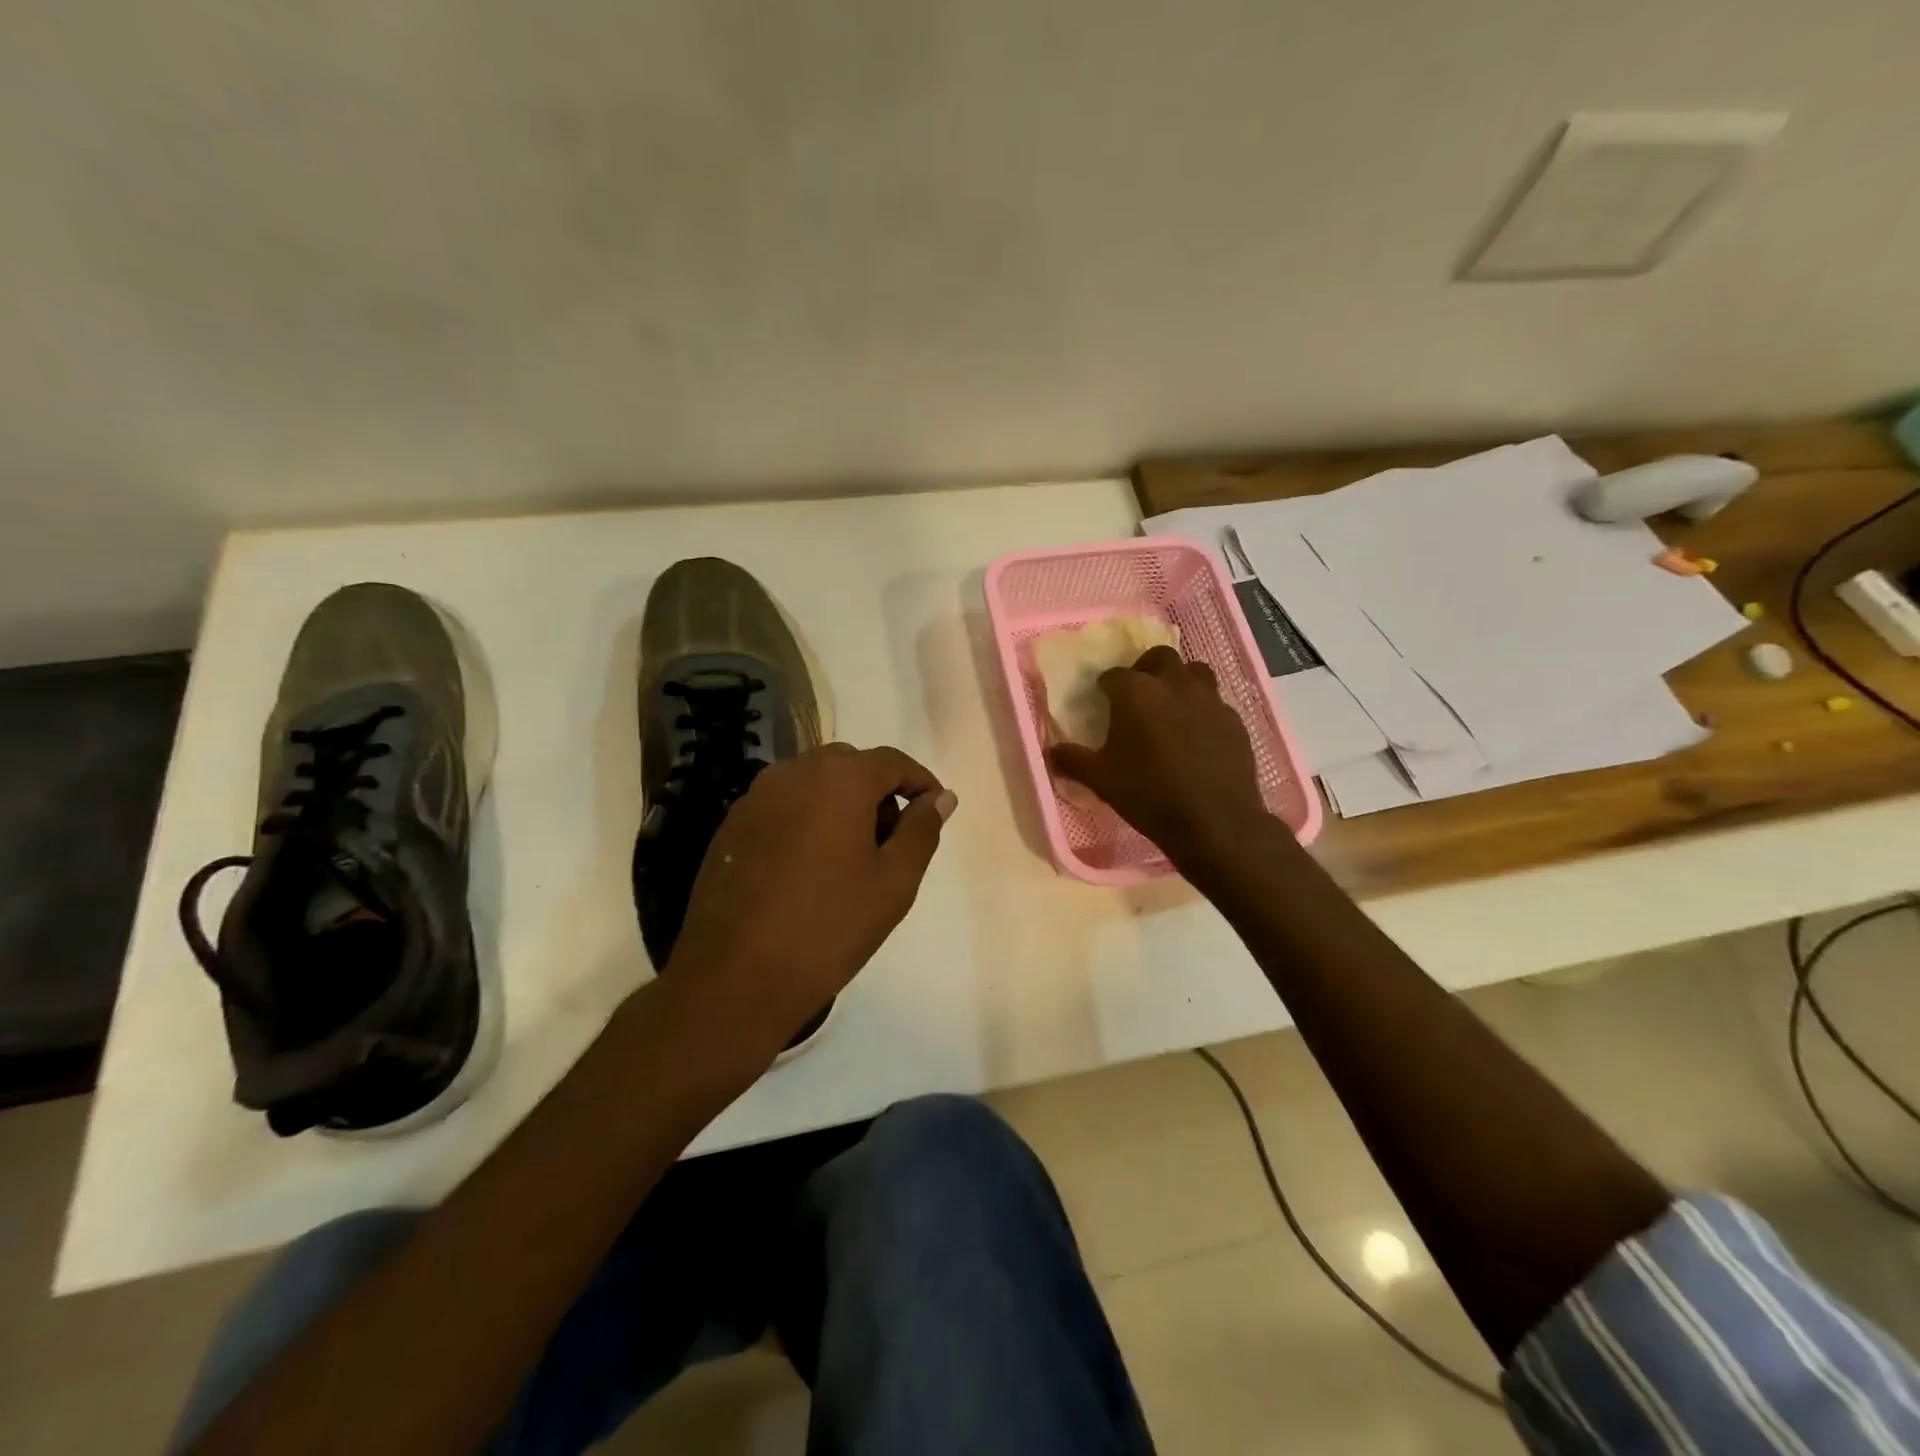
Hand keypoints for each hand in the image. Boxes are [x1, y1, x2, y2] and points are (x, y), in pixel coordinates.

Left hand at [665, 745, 956, 1052]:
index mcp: (839, 779)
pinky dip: (806, 817)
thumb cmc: (828, 928)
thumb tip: (941, 798)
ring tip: (849, 857)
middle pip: (850, 765)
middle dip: (877, 791)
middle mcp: (793, 772)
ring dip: (840, 802)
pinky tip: (808, 867)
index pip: (892, 761)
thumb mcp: (894, 882)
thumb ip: (922, 830)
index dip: (919, 781)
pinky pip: (782, 803)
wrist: (734, 978)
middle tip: (891, 841)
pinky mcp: (732, 824)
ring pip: (813, 781)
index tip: (933, 810)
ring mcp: (756, 796)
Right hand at [1047, 646, 1270, 871]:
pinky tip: (1197, 735)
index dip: (1106, 687)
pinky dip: (1202, 710)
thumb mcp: (1100, 780)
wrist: (1214, 821)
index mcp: (1136, 692)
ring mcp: (1209, 699)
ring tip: (1171, 708)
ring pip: (1194, 672)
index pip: (1113, 675)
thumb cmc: (1148, 794)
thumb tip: (1050, 752)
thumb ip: (1072, 760)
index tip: (1103, 702)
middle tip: (1138, 698)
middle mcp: (1174, 684)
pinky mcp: (1234, 719)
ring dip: (1180, 681)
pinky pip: (1215, 702)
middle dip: (1146, 670)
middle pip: (1159, 658)